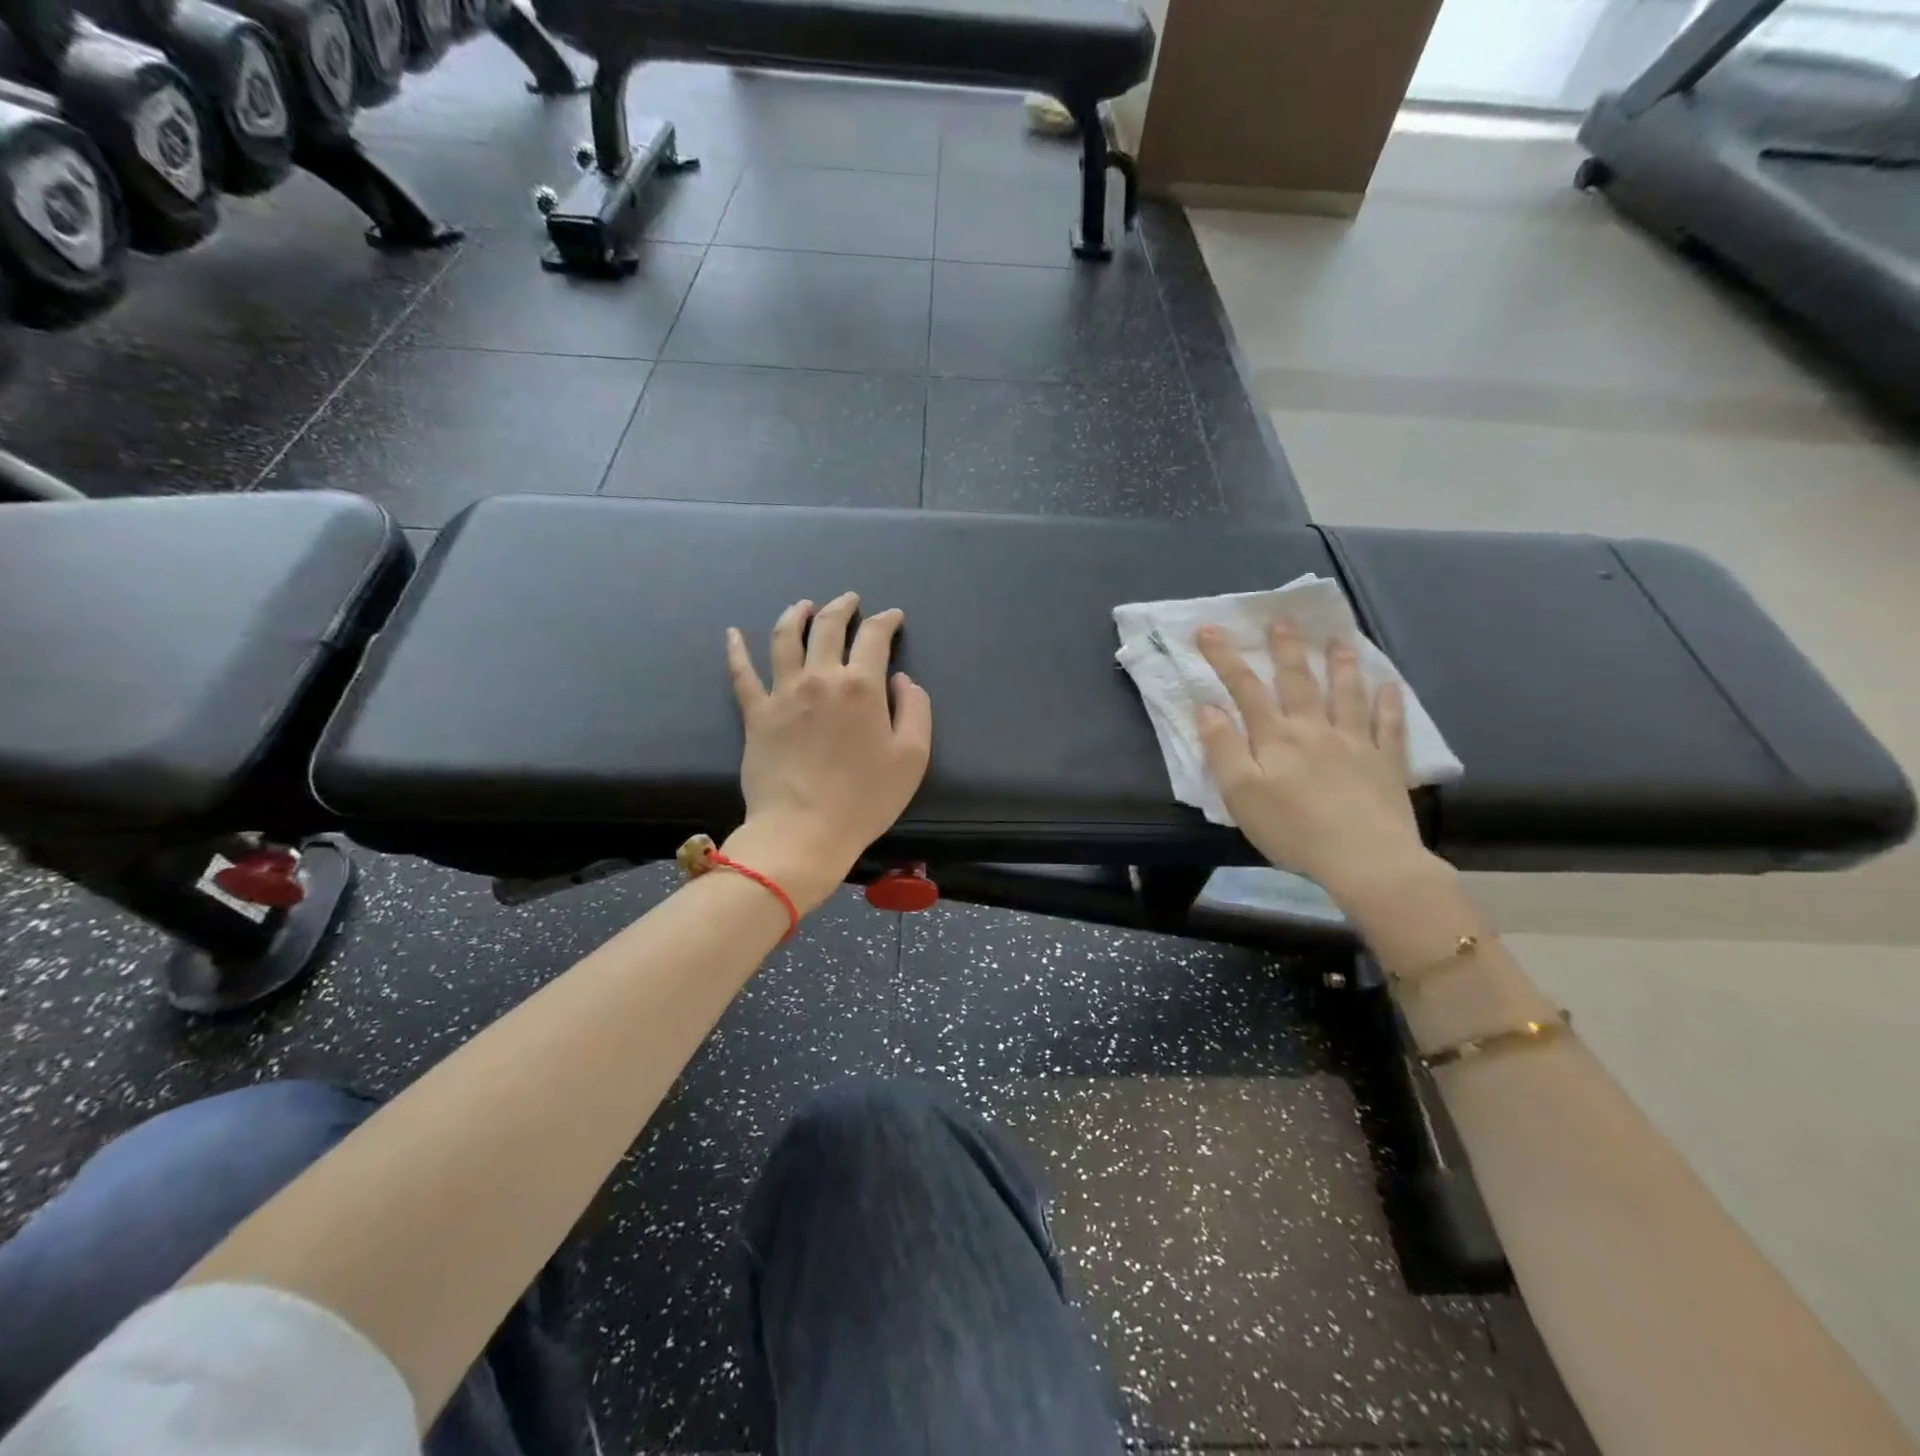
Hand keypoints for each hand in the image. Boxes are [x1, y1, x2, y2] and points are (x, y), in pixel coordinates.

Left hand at [723, 593, 932, 911]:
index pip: (874, 637)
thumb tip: (900, 680)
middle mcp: (820, 678)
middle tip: (849, 599)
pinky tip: (732, 633)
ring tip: (802, 605)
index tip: (893, 617)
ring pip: (785, 638)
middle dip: (841, 606)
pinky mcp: (755, 714)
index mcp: (861, 685)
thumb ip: (915, 710)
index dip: (886, 621)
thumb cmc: (865, 798)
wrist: (804, 831)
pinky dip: (736, 650)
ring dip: (795, 615)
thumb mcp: (912, 757)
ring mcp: (783, 693)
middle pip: (828, 627)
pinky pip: (742, 674)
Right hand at [1194, 620, 1429, 908]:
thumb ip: (1222, 748)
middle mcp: (1316, 729)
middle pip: (1298, 680)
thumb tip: (1206, 707)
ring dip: (1341, 664)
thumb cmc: (1293, 830)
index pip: (1245, 688)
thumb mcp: (1240, 794)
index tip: (1209, 630)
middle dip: (1286, 648)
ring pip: (1348, 694)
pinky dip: (1389, 703)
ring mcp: (1356, 743)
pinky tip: (1390, 686)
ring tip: (1339, 639)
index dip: (1225, 658)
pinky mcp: (1387, 764)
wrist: (1365, 860)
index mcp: (1276, 737)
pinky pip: (1389, 726)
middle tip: (1283, 619)